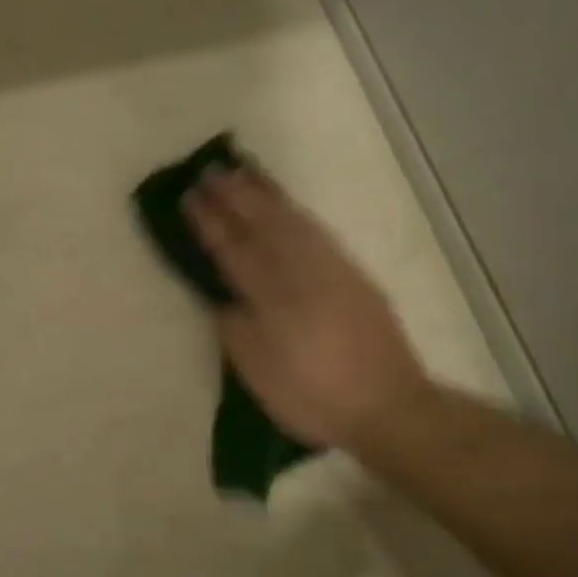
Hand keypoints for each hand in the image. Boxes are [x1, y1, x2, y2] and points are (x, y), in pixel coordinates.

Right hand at [186, 164, 430, 449]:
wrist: (388, 406)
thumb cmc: (310, 395)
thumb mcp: (257, 370)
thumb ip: (234, 326)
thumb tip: (222, 296)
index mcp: (270, 297)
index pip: (232, 249)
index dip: (209, 222)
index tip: (189, 196)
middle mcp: (300, 272)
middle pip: (262, 224)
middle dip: (234, 195)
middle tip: (211, 170)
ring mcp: (330, 269)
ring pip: (292, 220)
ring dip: (265, 194)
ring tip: (244, 172)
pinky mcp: (352, 274)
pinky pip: (316, 230)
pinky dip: (295, 211)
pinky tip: (286, 204)